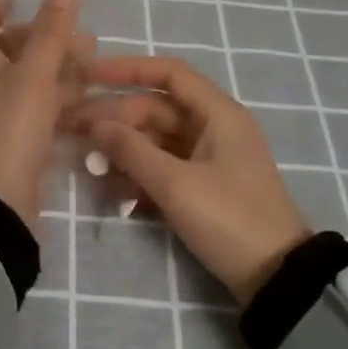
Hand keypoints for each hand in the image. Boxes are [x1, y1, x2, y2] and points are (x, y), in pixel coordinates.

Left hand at [0, 0, 89, 230]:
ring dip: (59, 69)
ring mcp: (4, 117)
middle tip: (80, 36)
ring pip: (31, 82)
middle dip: (43, 39)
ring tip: (93, 64)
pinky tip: (88, 100)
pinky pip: (43, 112)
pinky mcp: (22, 144)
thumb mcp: (34, 74)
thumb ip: (51, 31)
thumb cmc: (11, 128)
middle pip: (10, 53)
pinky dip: (63, 100)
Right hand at [64, 56, 308, 304]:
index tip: (88, 74)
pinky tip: (109, 188)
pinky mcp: (201, 186)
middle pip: (154, 109)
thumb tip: (93, 125)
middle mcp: (212, 127)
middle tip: (70, 129)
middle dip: (113, 118)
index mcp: (216, 114)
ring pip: (154, 140)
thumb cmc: (229, 219)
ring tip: (84, 161)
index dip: (126, 69)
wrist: (276, 280)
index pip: (168, 74)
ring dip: (121, 149)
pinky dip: (137, 174)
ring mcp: (207, 158)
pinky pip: (161, 168)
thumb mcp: (176, 184)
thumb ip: (131, 151)